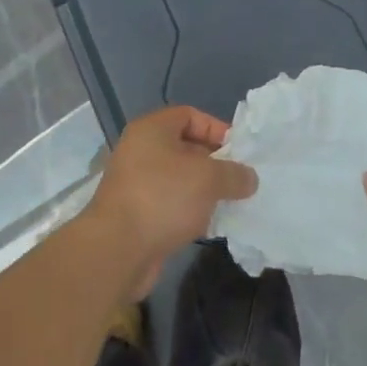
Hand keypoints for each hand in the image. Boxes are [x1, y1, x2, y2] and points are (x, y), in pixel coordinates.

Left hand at [87, 106, 257, 297]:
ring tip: (229, 203)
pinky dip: (190, 211)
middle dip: (214, 163)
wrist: (117, 249)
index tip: (238, 151)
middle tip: (239, 179)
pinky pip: (170, 204)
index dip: (216, 128)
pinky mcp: (137, 214)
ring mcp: (136, 183)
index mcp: (152, 130)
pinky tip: (210, 226)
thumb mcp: (208, 178)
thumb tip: (249, 178)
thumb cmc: (163, 198)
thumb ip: (233, 174)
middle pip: (185, 147)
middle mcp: (140, 151)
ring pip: (179, 179)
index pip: (189, 115)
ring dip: (204, 190)